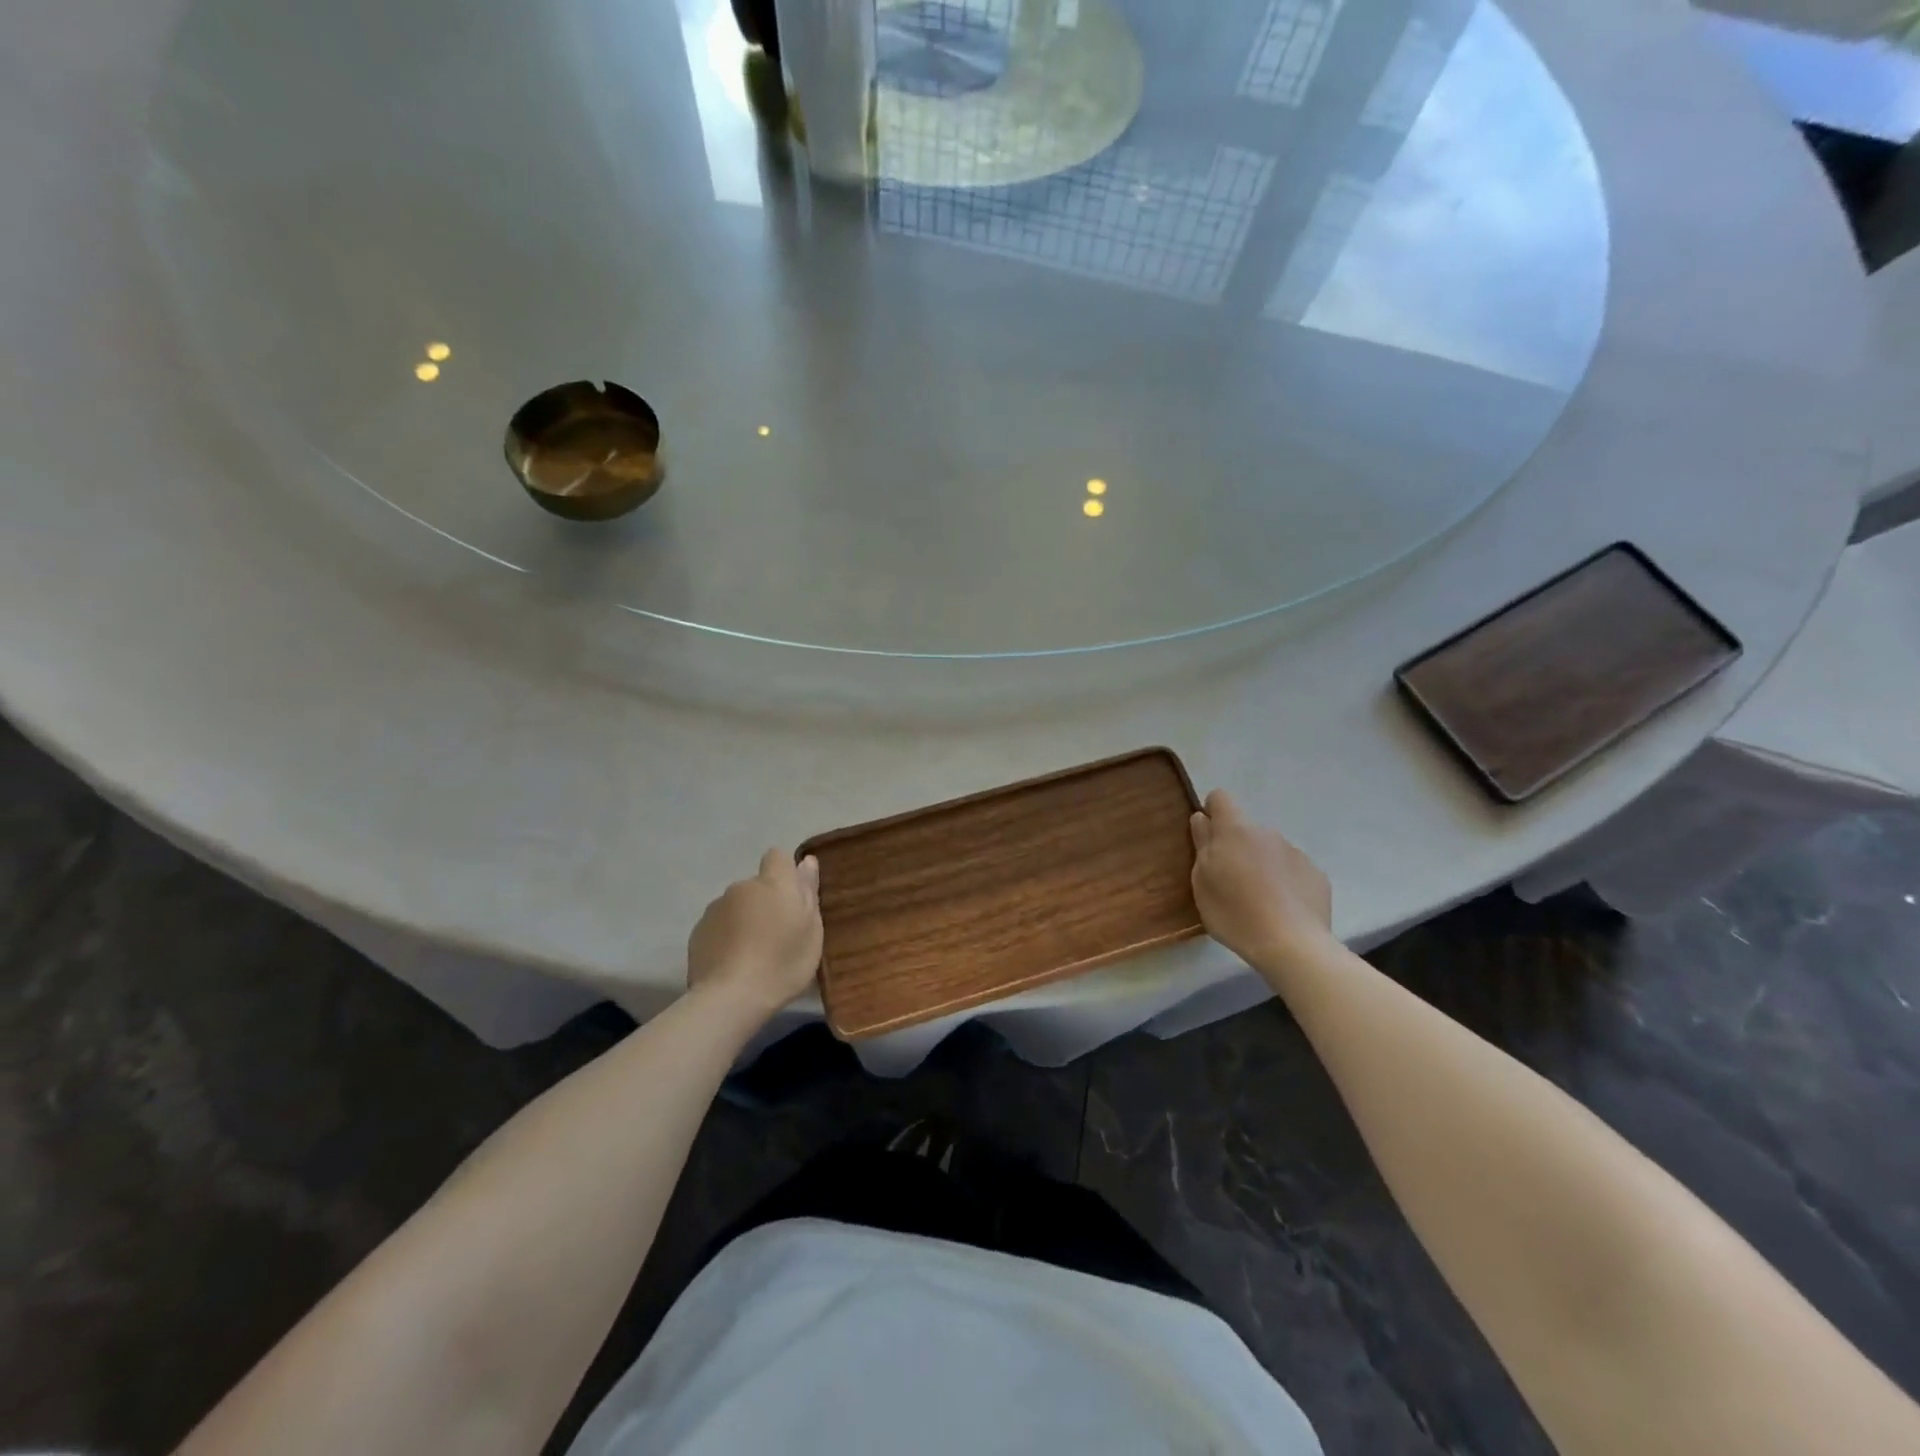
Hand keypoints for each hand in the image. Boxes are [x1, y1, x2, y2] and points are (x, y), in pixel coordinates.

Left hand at [686, 849, 823, 1018]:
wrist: (731, 997)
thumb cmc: (783, 963)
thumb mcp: (811, 930)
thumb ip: (808, 892)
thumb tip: (807, 861)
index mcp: (774, 883)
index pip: (777, 856)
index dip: (784, 873)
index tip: (791, 899)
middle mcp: (742, 887)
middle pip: (757, 885)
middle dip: (765, 902)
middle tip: (776, 935)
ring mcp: (716, 908)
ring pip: (736, 906)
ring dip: (744, 919)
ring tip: (752, 953)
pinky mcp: (698, 931)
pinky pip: (718, 925)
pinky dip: (726, 937)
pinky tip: (732, 962)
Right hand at [1189, 790, 1334, 972]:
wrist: (1293, 946)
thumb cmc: (1235, 913)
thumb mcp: (1202, 882)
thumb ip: (1202, 844)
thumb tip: (1201, 818)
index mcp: (1235, 830)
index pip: (1220, 798)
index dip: (1211, 813)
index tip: (1207, 838)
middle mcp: (1267, 833)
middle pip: (1245, 830)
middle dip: (1236, 847)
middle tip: (1230, 882)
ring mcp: (1295, 852)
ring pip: (1270, 850)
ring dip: (1261, 865)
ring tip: (1258, 900)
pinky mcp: (1316, 874)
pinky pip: (1292, 870)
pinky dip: (1284, 882)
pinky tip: (1282, 909)